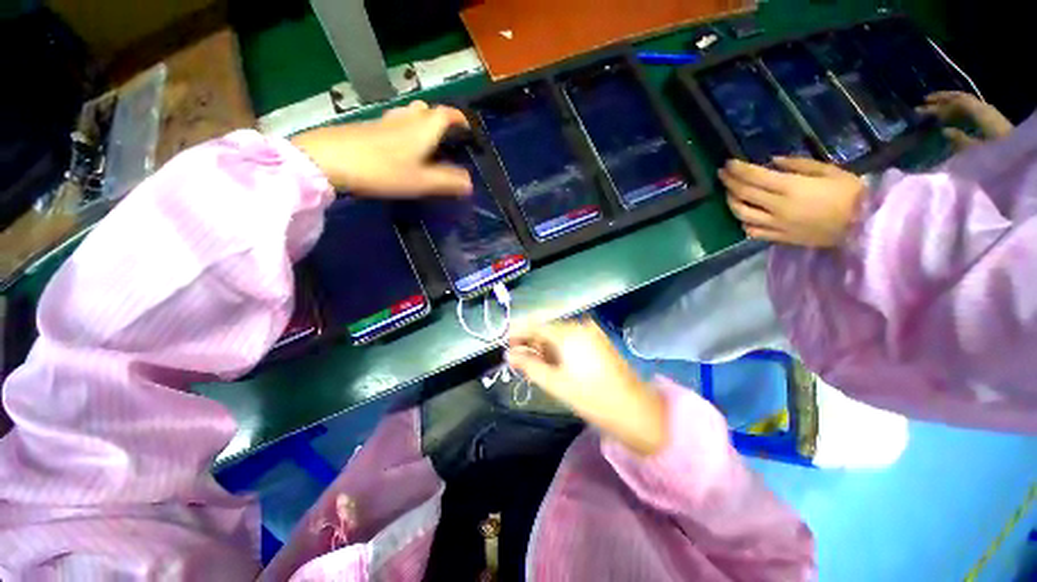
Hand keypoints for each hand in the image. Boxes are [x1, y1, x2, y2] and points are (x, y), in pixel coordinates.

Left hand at [289, 100, 472, 196]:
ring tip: (425, 142)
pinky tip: (399, 148)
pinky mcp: (367, 128)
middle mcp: (405, 119)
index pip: (446, 115)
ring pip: (408, 115)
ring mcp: (384, 122)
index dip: (459, 119)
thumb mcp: (421, 182)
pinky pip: (393, 123)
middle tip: (446, 138)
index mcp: (423, 129)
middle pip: (427, 110)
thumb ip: (448, 182)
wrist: (330, 160)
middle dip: (440, 119)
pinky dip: (403, 131)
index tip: (467, 128)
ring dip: (420, 123)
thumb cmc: (383, 171)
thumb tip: (470, 184)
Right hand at [507, 319, 666, 455]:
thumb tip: (509, 355)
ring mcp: (591, 332)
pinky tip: (553, 363)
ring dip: (544, 347)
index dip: (518, 332)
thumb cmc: (591, 397)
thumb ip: (529, 366)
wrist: (635, 409)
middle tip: (518, 360)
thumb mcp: (555, 383)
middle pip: (547, 328)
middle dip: (531, 342)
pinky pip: (571, 339)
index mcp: (568, 333)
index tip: (505, 343)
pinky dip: (559, 349)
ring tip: (534, 365)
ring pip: (559, 334)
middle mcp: (580, 326)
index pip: (535, 325)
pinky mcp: (598, 341)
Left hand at [720, 157, 865, 247]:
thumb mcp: (828, 170)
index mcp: (790, 187)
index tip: (728, 163)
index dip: (738, 169)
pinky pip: (753, 232)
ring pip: (742, 214)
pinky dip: (744, 223)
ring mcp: (776, 225)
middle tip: (722, 174)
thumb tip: (771, 162)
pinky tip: (744, 216)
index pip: (754, 177)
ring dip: (731, 202)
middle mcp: (777, 207)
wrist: (863, 225)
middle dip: (729, 182)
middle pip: (743, 194)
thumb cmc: (850, 193)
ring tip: (729, 193)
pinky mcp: (779, 238)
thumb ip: (797, 165)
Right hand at [917, 91, 1012, 148]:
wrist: (1018, 158)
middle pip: (961, 98)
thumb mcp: (976, 152)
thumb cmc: (995, 156)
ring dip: (950, 101)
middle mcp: (984, 108)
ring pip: (966, 101)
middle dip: (943, 99)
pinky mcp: (990, 118)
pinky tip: (951, 111)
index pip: (956, 103)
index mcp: (980, 113)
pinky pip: (971, 108)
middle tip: (924, 101)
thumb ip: (960, 140)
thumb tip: (944, 131)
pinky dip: (959, 107)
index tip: (920, 110)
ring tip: (935, 104)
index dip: (938, 106)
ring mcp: (988, 112)